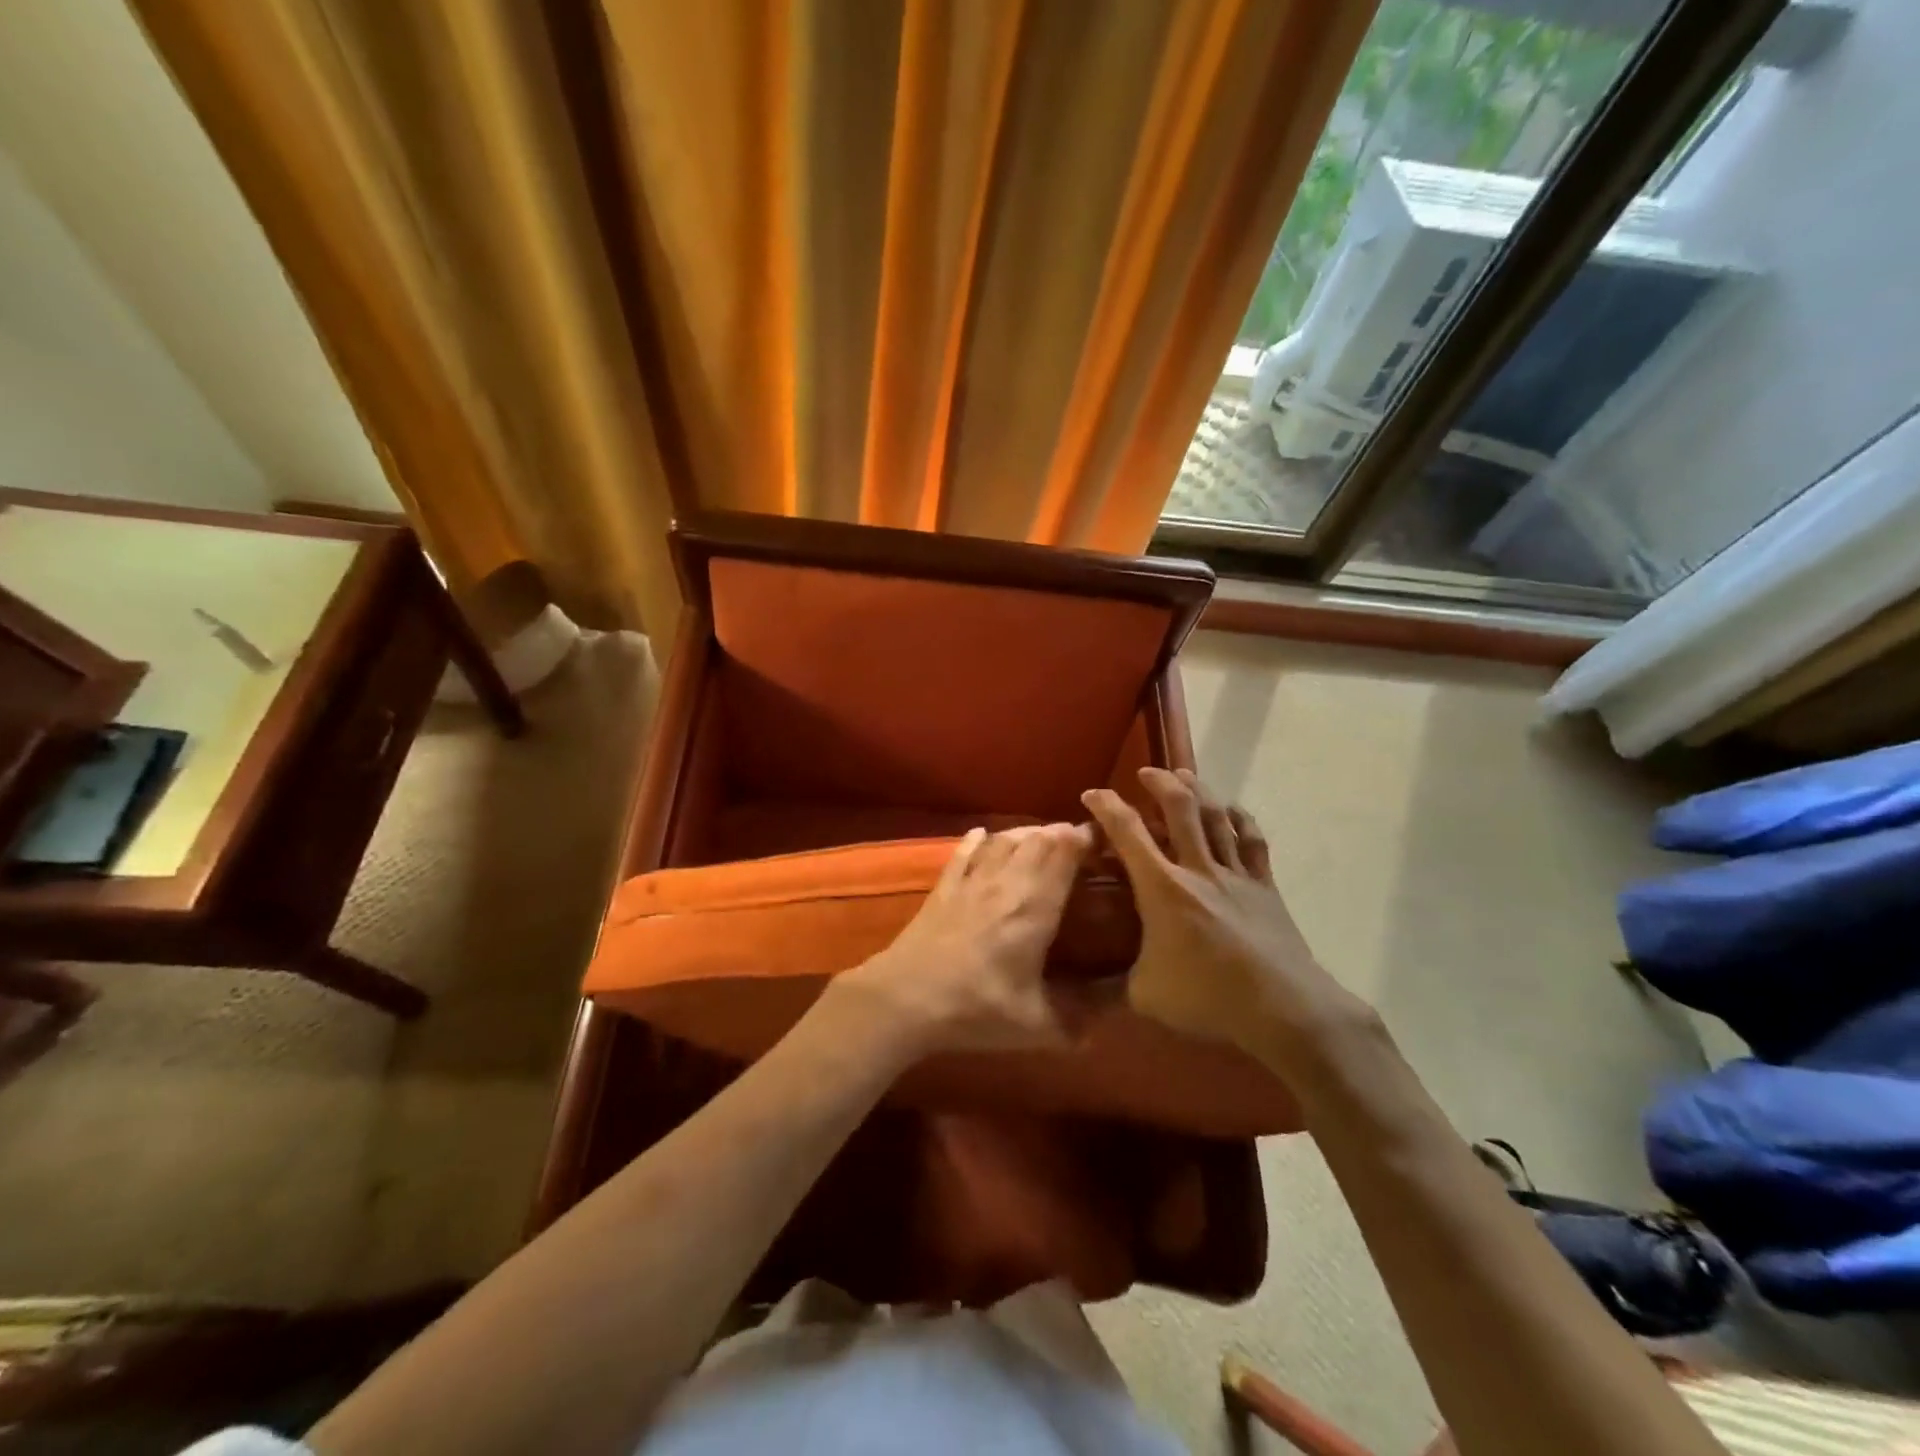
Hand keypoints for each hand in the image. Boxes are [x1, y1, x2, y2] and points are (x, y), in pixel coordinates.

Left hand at [833, 823, 1094, 1057]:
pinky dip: (976, 840)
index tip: (1101, 836)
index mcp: (1036, 908)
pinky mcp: (943, 888)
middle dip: (1060, 832)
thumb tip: (1101, 1030)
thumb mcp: (1035, 1026)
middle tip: (1077, 838)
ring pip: (1003, 841)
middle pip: (1037, 840)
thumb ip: (1073, 1025)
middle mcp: (1007, 884)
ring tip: (1040, 835)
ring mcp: (971, 882)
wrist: (907, 998)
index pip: (1065, 856)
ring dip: (1025, 833)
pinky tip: (981, 834)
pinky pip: (962, 854)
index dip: (1085, 839)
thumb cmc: (977, 1007)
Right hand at [1082, 768, 1370, 1057]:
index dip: (1107, 806)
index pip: (1128, 832)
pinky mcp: (1264, 886)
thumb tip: (1081, 993)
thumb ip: (1111, 985)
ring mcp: (1235, 875)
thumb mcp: (1145, 996)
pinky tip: (1233, 811)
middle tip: (1146, 773)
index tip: (1092, 794)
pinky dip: (1241, 820)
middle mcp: (1198, 869)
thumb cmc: (1208, 997)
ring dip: (1198, 790)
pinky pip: (1252, 841)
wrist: (1283, 1008)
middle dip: (1160, 782)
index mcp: (1163, 888)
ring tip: (1185, 775)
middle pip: (1180, 808)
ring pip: (1216, 816)